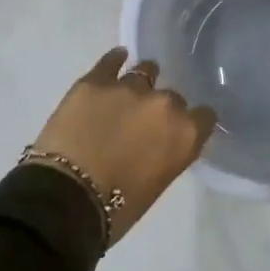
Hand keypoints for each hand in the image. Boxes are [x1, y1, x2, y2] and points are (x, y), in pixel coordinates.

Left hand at [30, 49, 216, 245]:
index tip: (180, 130)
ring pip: (145, 71)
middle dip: (160, 110)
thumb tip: (158, 143)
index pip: (204, 116)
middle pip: (172, 97)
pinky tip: (116, 61)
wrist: (65, 199)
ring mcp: (129, 88)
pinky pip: (112, 60)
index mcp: (185, 135)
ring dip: (141, 83)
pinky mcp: (95, 81)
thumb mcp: (156, 184)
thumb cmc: (115, 209)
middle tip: (143, 125)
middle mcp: (164, 104)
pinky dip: (115, 61)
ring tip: (127, 94)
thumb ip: (167, 153)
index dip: (192, 122)